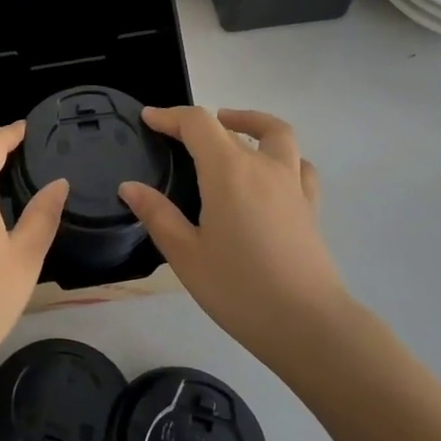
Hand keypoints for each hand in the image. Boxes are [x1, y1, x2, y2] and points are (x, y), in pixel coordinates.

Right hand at [119, 107, 347, 368]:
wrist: (307, 324)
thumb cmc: (238, 289)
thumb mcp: (186, 254)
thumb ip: (157, 215)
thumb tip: (129, 187)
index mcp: (227, 171)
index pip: (197, 123)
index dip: (170, 116)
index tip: (149, 118)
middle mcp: (262, 166)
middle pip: (232, 126)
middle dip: (201, 122)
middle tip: (177, 134)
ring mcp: (292, 184)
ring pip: (276, 134)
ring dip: (251, 124)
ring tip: (230, 132)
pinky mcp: (310, 206)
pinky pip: (298, 165)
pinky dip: (281, 156)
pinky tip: (268, 173)